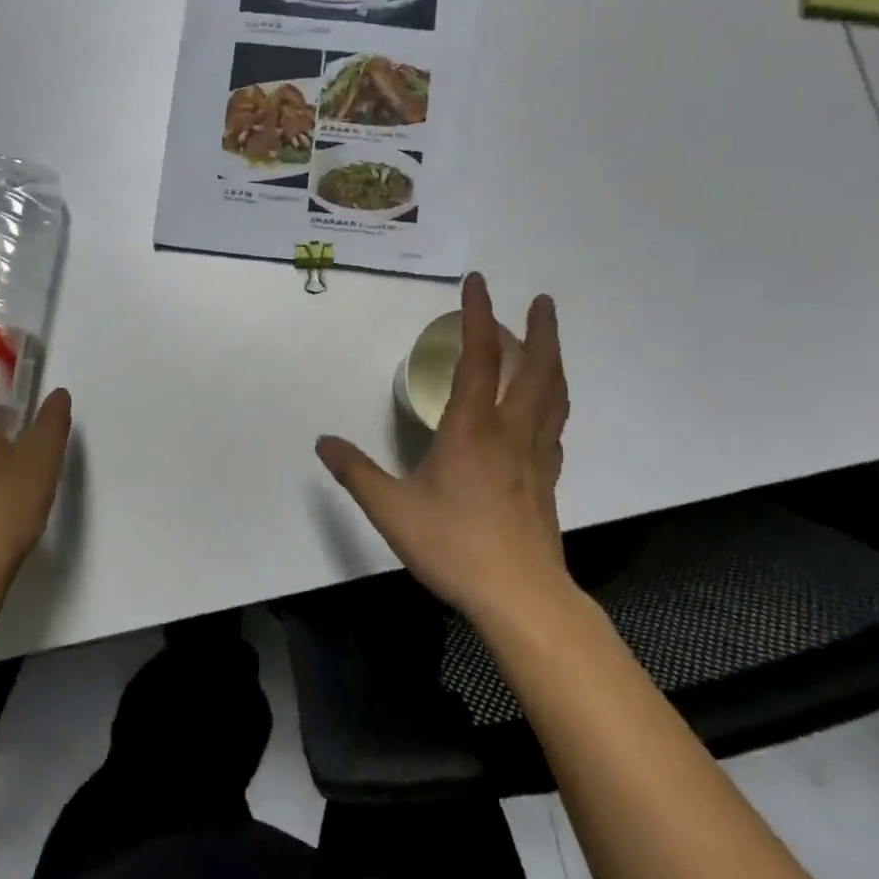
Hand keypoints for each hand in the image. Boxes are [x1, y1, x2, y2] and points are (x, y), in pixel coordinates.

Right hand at [316, 272, 572, 620]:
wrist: (520, 596)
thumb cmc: (454, 546)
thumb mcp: (392, 509)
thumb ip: (356, 473)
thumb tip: (323, 442)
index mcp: (472, 429)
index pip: (478, 358)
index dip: (478, 315)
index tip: (478, 282)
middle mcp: (510, 432)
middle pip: (536, 368)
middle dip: (540, 329)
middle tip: (540, 300)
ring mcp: (535, 456)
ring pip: (554, 395)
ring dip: (554, 361)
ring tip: (549, 343)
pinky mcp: (547, 480)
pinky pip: (555, 427)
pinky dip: (554, 403)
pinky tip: (545, 410)